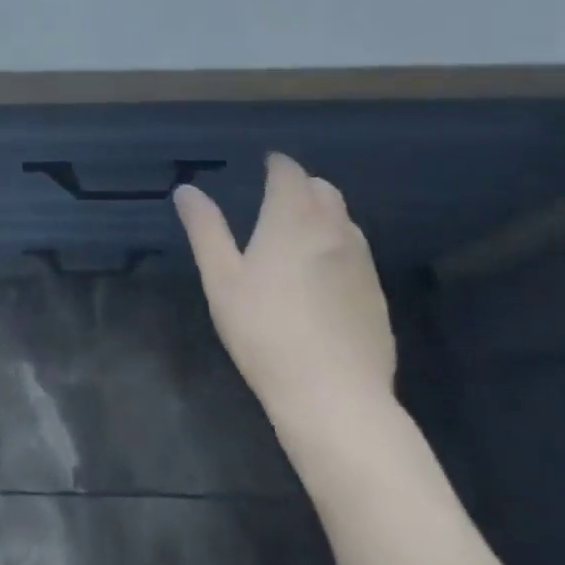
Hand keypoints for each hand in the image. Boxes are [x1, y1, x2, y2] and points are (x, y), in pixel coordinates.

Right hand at [175, 153, 395, 452]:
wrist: (336, 399)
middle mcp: (333, 229)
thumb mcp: (222, 279)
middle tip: (278, 201)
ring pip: (345, 221)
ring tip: (300, 237)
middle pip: (324, 189)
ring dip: (324, 216)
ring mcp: (362, 263)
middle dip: (302, 186)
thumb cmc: (266, 331)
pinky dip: (339, 249)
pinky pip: (357, 255)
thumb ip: (205, 229)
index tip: (265, 166)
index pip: (290, 172)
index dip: (277, 165)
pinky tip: (323, 280)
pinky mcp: (378, 296)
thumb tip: (187, 190)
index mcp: (293, 218)